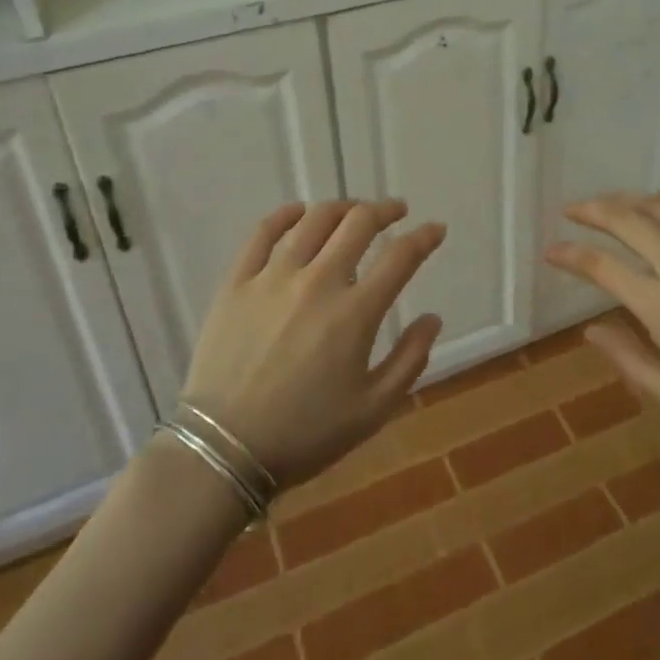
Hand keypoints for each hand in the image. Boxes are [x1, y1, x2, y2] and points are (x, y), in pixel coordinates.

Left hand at [182, 200, 445, 487]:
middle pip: (358, 224)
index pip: (400, 257)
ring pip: (314, 220)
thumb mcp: (373, 410)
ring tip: (353, 211)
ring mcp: (273, 277)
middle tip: (395, 212)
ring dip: (342, 208)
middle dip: (384, 211)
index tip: (435, 229)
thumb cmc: (304, 434)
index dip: (424, 237)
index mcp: (355, 313)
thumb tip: (432, 318)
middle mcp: (317, 282)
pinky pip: (262, 233)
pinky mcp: (237, 282)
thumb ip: (410, 360)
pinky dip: (285, 215)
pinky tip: (299, 212)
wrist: (223, 450)